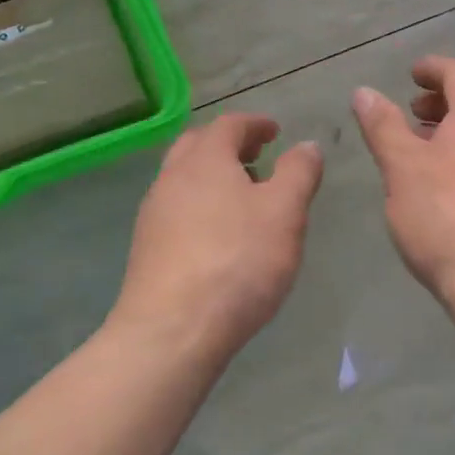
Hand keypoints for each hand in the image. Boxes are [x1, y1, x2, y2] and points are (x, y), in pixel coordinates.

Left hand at [114, 114, 323, 355]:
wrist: (172, 331)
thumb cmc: (238, 261)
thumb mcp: (285, 212)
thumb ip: (299, 172)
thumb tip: (307, 145)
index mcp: (205, 159)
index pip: (230, 124)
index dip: (255, 124)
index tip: (275, 132)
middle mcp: (172, 177)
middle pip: (198, 145)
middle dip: (229, 145)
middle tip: (257, 157)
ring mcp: (154, 213)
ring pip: (183, 178)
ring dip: (212, 175)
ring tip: (243, 197)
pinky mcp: (147, 248)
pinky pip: (176, 209)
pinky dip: (200, 204)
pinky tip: (219, 234)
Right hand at [352, 56, 454, 310]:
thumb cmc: (448, 217)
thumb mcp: (403, 169)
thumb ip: (383, 126)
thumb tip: (365, 92)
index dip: (432, 69)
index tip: (411, 74)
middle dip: (440, 103)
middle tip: (410, 113)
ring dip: (452, 132)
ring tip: (421, 151)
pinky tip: (445, 188)